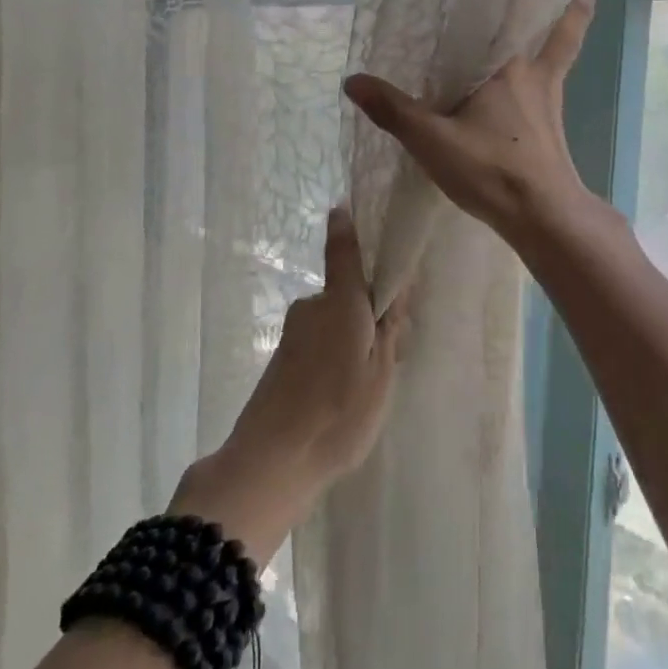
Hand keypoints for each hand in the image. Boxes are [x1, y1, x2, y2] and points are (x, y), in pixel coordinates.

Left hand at [172, 207, 403, 564]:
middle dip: (370, 310)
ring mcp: (294, 333)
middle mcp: (313, 307)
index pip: (344, 252)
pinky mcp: (282, 358)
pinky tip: (341, 394)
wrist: (271, 460)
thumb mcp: (380, 373)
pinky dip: (335, 355)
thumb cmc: (338, 414)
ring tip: (367, 385)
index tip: (345, 208)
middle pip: (348, 293)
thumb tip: (396, 289)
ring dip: (353, 337)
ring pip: (335, 320)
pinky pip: (320, 341)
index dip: (346, 229)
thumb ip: (389, 329)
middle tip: (392, 350)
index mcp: (340, 304)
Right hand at [343, 0, 603, 249]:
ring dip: (565, 27)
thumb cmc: (491, 169)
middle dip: (546, 3)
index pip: (502, 16)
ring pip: (557, 53)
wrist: (544, 215)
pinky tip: (544, 84)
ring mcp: (549, 100)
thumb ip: (393, 110)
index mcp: (504, 66)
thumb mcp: (431, 140)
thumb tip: (352, 80)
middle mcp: (533, 73)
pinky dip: (555, 74)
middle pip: (540, 29)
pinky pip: (555, 86)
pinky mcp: (554, 126)